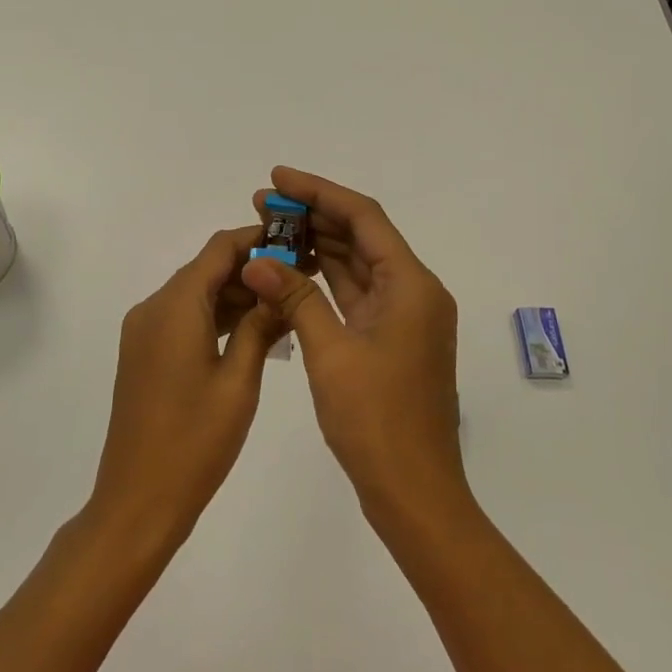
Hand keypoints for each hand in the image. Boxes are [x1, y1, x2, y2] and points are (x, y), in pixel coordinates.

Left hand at [90, 228, 285, 550]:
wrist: (137, 503)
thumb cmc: (195, 442)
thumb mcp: (240, 380)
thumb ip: (260, 325)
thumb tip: (281, 285)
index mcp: (174, 306)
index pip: (219, 248)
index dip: (259, 239)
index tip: (298, 241)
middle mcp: (153, 308)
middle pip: (207, 268)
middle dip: (252, 267)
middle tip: (301, 275)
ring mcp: (144, 331)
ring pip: (196, 294)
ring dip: (237, 293)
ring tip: (285, 302)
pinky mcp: (144, 353)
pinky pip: (184, 318)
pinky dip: (217, 316)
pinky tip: (254, 329)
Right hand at [242, 168, 466, 529]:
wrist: (415, 494)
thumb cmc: (376, 423)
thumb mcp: (330, 354)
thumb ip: (295, 298)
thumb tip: (255, 260)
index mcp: (411, 284)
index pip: (363, 217)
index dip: (319, 191)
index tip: (278, 177)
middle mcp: (415, 291)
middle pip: (362, 236)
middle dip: (314, 216)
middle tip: (263, 203)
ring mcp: (405, 316)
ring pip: (358, 265)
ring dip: (318, 245)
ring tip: (271, 228)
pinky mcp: (392, 338)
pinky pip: (357, 294)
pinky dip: (326, 279)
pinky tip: (292, 269)